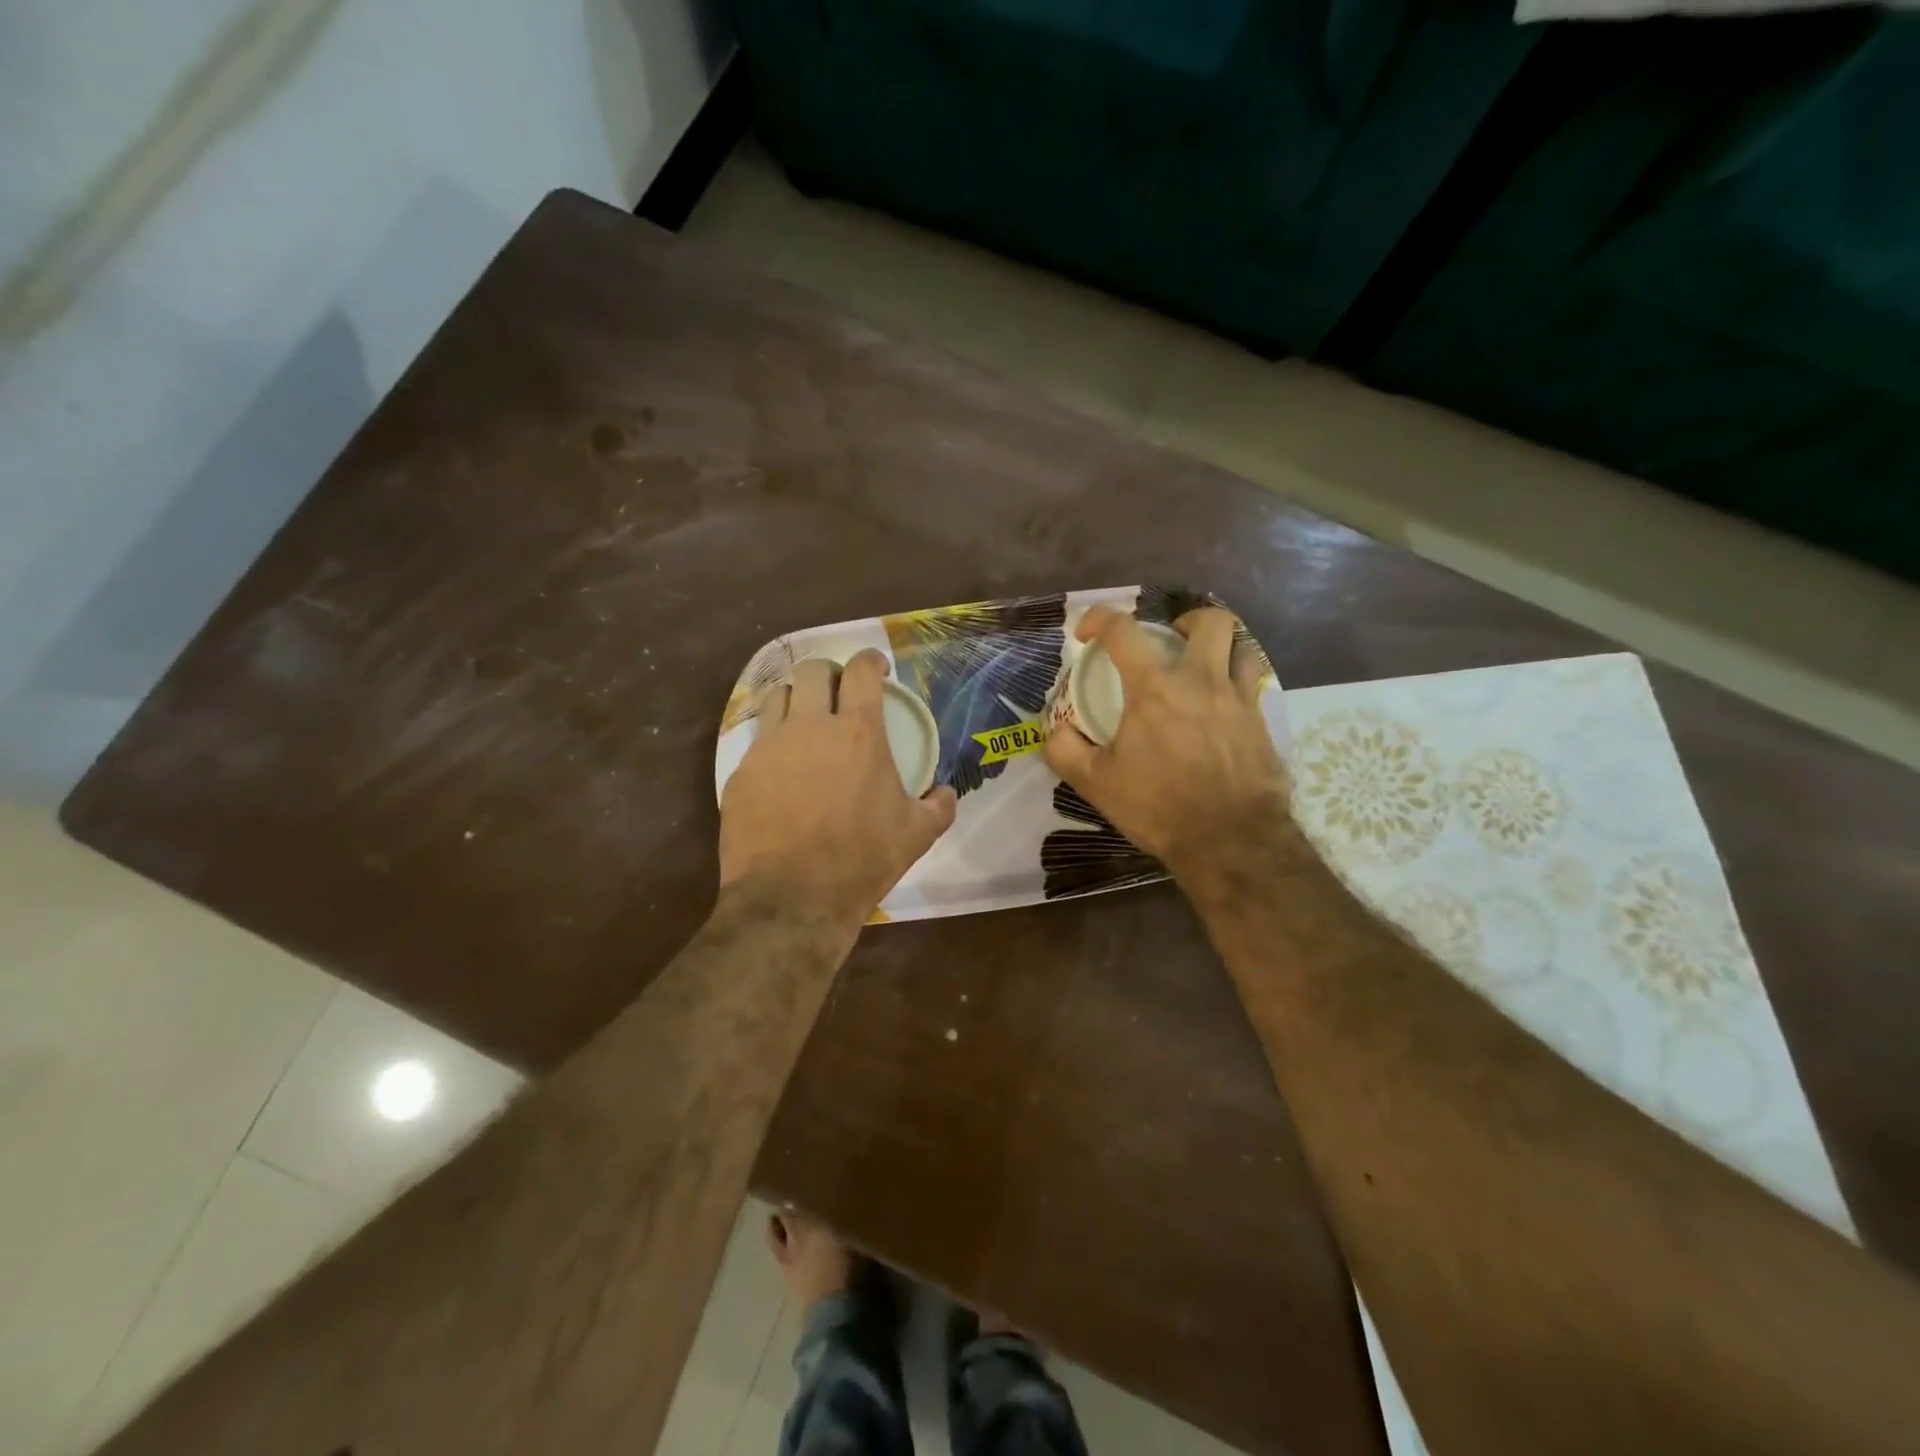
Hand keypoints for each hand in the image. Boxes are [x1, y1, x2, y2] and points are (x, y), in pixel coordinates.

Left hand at [719, 650, 956, 928]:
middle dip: (829, 672)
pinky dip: (773, 744)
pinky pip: (757, 742)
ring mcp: (769, 748)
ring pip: (777, 697)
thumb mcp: (916, 836)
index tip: (877, 669)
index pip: (861, 670)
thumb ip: (938, 807)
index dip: (871, 660)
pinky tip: (782, 771)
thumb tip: (945, 794)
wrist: (791, 899)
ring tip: (806, 721)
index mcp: (859, 733)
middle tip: (840, 692)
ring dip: (796, 700)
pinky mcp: (741, 773)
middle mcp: (810, 727)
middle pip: (813, 670)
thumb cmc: (861, 861)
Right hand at [1043, 607, 1290, 883]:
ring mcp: (1239, 699)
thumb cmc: (1158, 807)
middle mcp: (1201, 680)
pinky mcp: (1262, 723)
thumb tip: (1054, 730)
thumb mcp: (1095, 783)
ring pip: (1241, 647)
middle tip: (1169, 642)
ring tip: (1201, 668)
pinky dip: (1236, 682)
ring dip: (1219, 647)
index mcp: (1154, 688)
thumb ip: (1064, 750)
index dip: (1099, 619)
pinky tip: (1221, 708)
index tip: (1086, 634)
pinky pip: (1253, 684)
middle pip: (1209, 621)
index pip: (1122, 630)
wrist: (1230, 841)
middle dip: (1185, 620)